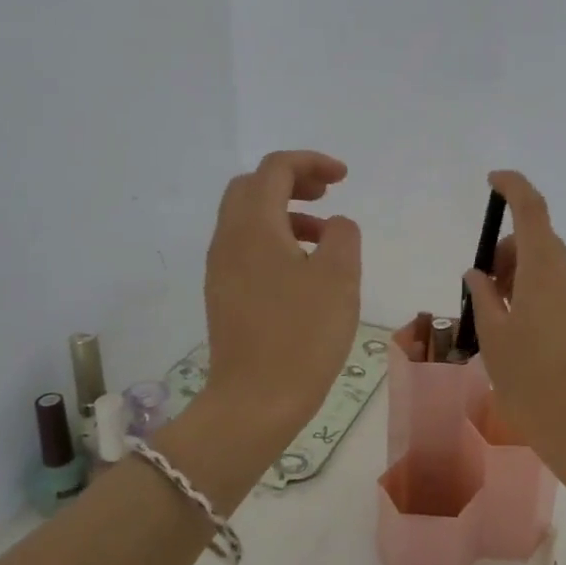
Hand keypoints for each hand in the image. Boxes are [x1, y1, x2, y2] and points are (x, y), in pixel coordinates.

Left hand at [202, 151, 361, 442]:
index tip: (344, 178)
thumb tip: (334, 225)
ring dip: (285, 212)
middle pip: (252, 187)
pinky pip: (247, 248)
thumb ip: (342, 235)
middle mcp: (228, 239)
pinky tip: (303, 270)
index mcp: (253, 226)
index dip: (311, 163)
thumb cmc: (302, 335)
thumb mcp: (339, 277)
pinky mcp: (224, 295)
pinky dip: (275, 240)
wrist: (255, 401)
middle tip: (327, 195)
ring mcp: (221, 269)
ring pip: (248, 219)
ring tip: (324, 236)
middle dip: (291, 181)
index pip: (275, 169)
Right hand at [462, 171, 565, 474]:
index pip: (531, 208)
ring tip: (499, 317)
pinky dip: (539, 291)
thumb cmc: (532, 382)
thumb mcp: (493, 338)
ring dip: (521, 274)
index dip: (512, 187)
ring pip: (550, 266)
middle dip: (506, 251)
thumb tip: (479, 272)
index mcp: (546, 269)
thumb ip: (483, 296)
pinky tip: (523, 330)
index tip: (492, 182)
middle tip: (482, 288)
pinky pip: (563, 288)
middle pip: (538, 240)